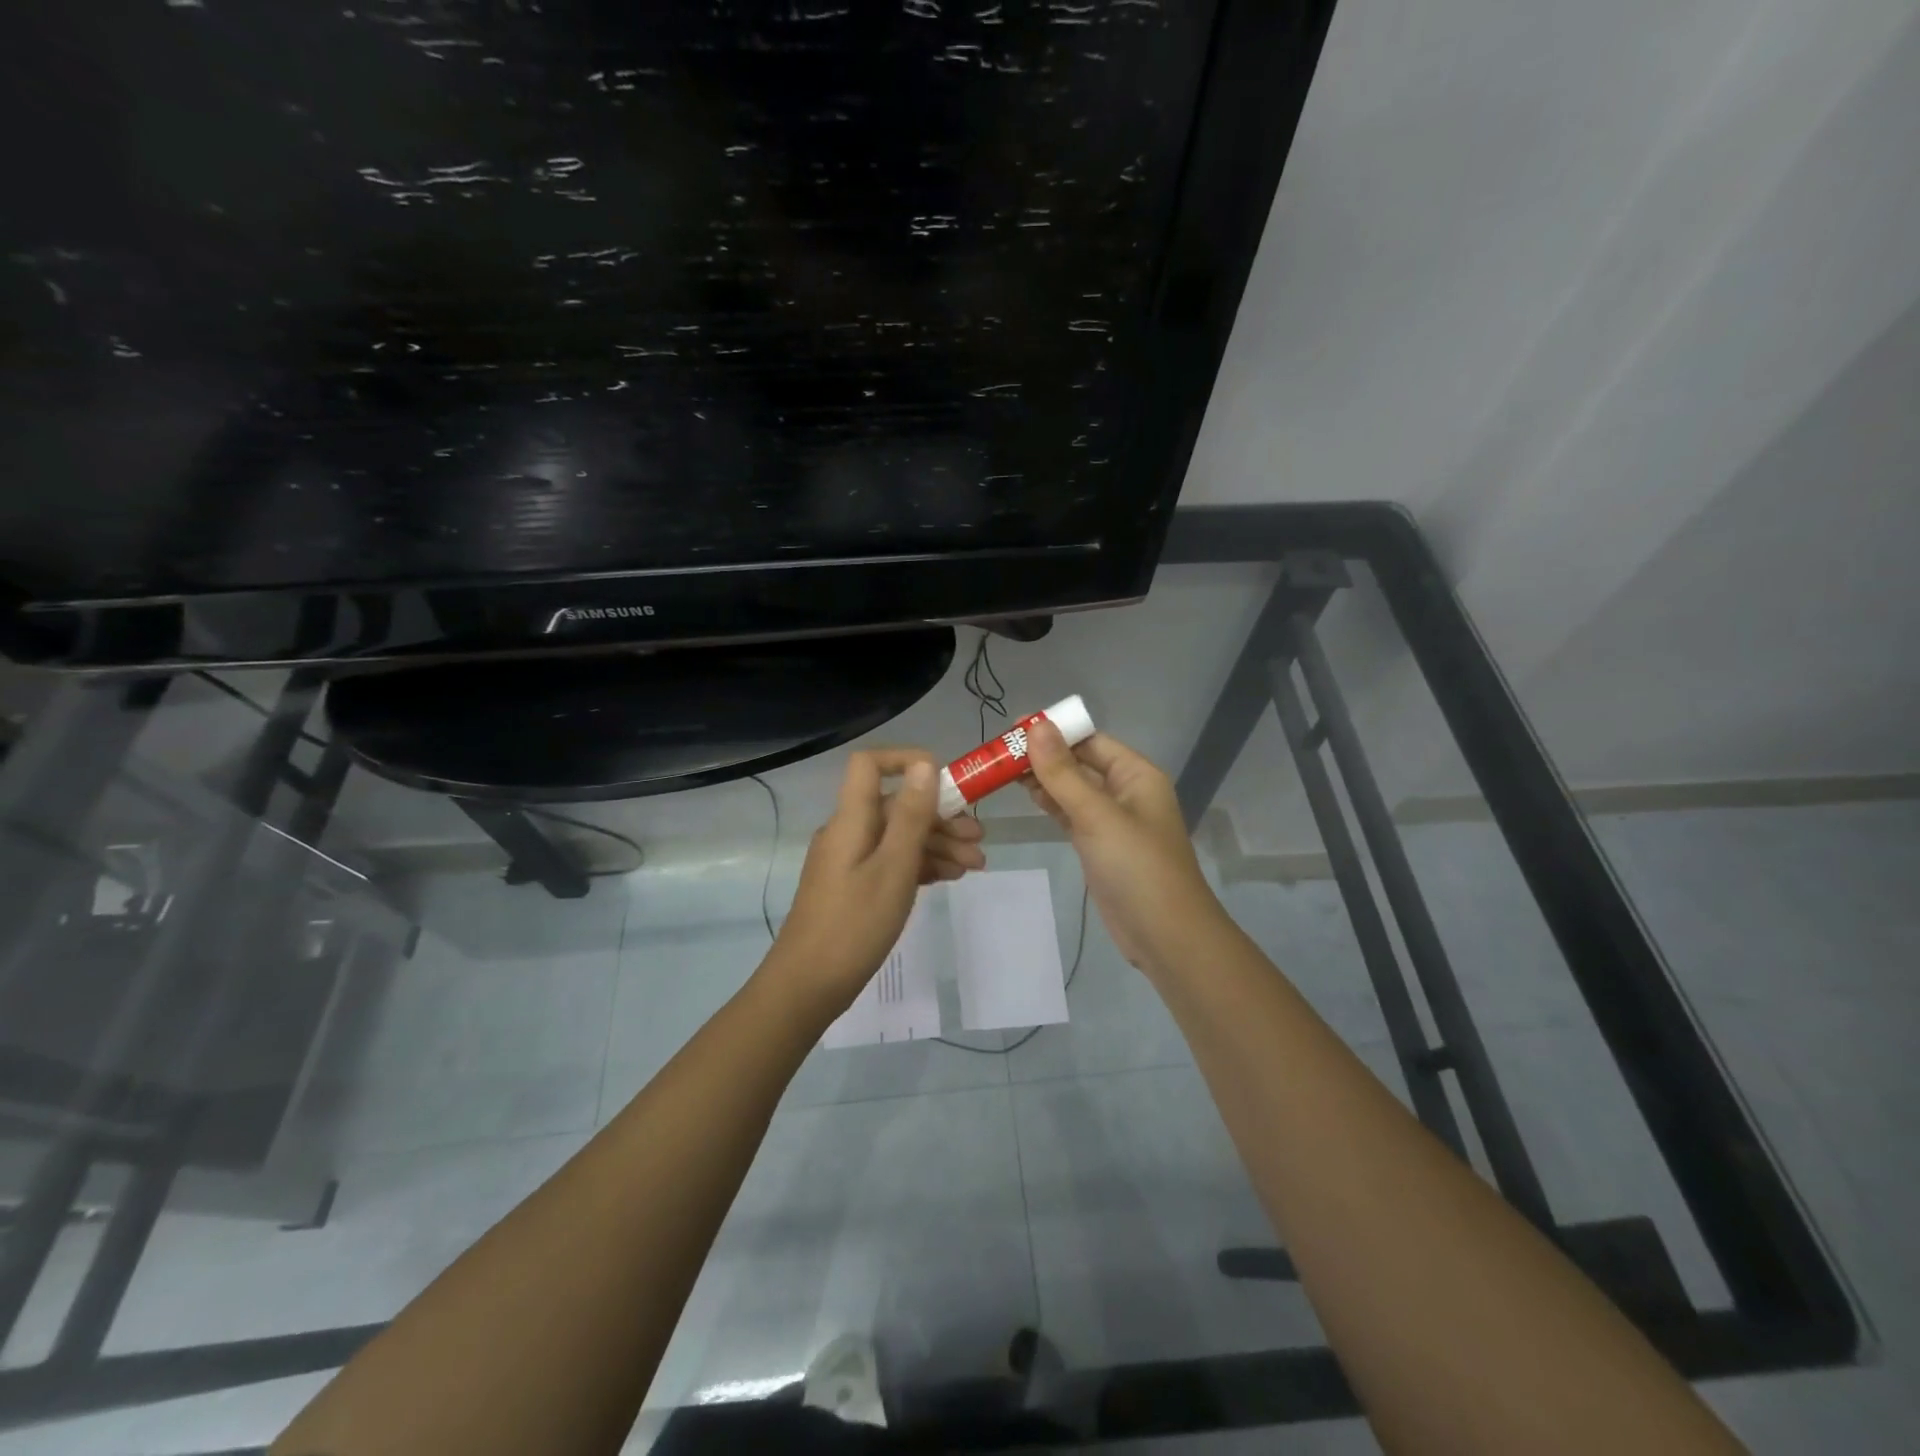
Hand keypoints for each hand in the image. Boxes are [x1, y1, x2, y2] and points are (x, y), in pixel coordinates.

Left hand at [769, 748, 985, 1010]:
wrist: (808, 986)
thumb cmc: (855, 925)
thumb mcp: (893, 868)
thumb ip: (911, 815)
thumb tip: (924, 765)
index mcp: (851, 819)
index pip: (870, 764)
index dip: (907, 761)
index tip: (947, 782)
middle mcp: (848, 832)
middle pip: (896, 806)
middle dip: (940, 817)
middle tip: (979, 841)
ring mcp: (849, 860)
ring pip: (898, 837)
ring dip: (937, 845)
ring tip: (975, 867)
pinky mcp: (853, 886)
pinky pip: (891, 861)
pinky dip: (920, 865)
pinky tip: (948, 878)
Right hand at [1023, 721, 1226, 975]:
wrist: (1164, 935)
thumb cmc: (1137, 867)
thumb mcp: (1097, 815)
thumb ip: (1063, 772)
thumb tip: (1037, 726)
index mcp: (1136, 775)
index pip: (1090, 740)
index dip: (1055, 731)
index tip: (1013, 727)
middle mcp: (1126, 791)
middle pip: (1080, 762)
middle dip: (1044, 754)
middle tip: (999, 751)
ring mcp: (1112, 820)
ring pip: (1073, 789)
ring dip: (1043, 778)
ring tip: (1003, 769)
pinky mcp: (1099, 846)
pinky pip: (1071, 813)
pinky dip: (1050, 803)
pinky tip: (1027, 796)